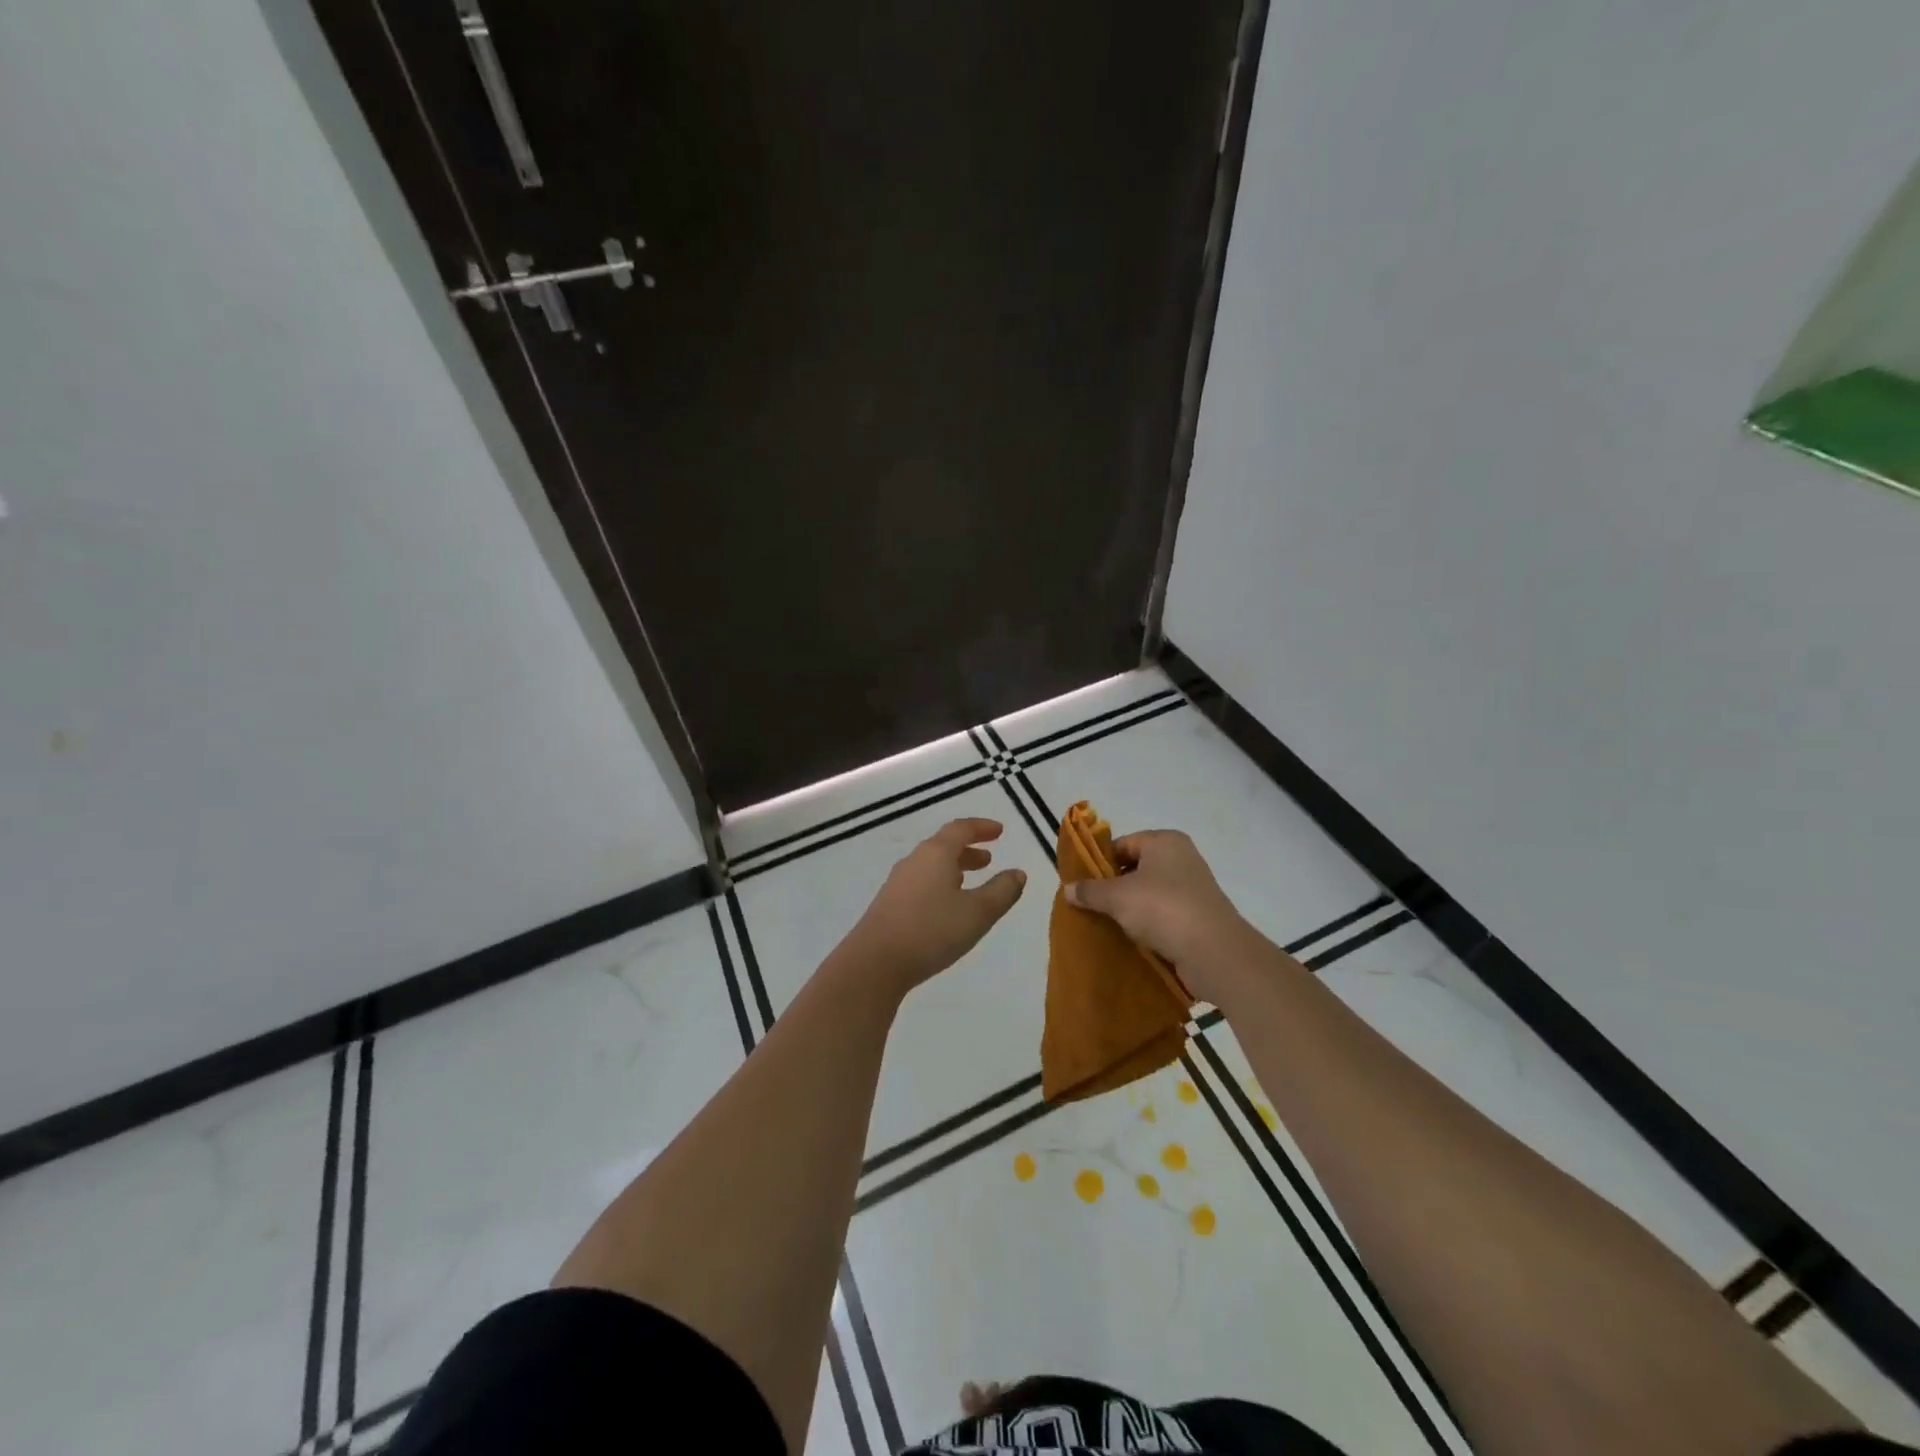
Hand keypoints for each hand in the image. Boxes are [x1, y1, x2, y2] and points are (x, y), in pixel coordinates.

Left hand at [843, 818, 1026, 995]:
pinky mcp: (889, 904)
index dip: (982, 828)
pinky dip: (939, 884)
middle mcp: (915, 861)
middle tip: (988, 859)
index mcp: (936, 854)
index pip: (961, 829)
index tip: (1000, 831)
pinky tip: (945, 906)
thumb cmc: (932, 930)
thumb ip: (1002, 891)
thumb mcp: (977, 913)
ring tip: (970, 881)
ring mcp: (898, 883)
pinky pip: (920, 882)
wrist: (875, 962)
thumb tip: (1018, 873)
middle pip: (943, 846)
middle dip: (968, 850)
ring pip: (931, 866)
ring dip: (953, 868)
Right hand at [1062, 830, 1250, 998]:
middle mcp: (1181, 858)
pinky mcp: (1198, 916)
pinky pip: (1164, 915)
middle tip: (1090, 906)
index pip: (1122, 844)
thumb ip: (1090, 891)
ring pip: (1149, 893)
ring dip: (1130, 908)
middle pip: (1136, 868)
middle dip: (1113, 887)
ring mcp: (1193, 888)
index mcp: (1164, 841)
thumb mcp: (1117, 897)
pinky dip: (1148, 924)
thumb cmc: (1162, 909)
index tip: (1082, 885)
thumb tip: (1067, 889)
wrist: (1214, 952)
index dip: (1100, 863)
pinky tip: (1131, 938)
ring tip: (1107, 924)